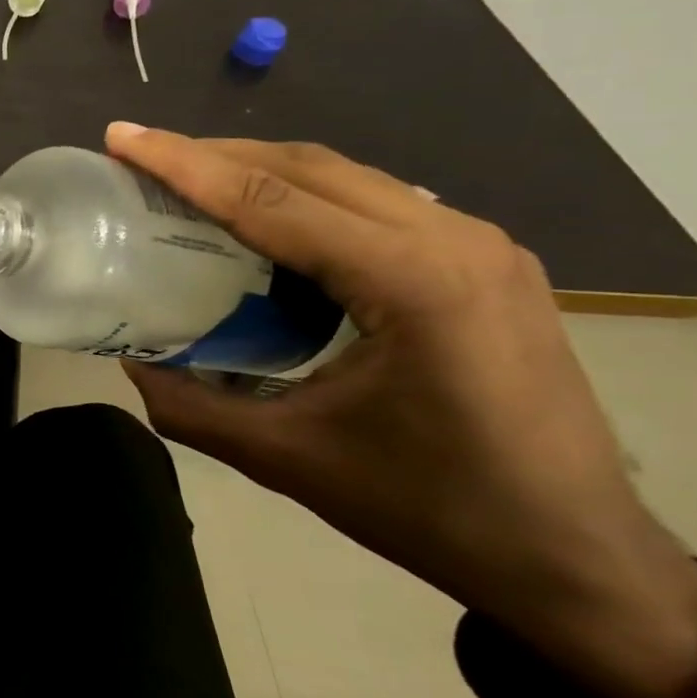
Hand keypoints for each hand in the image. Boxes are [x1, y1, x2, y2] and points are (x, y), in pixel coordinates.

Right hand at [104, 124, 696, 697]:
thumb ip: (188, 405)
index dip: (183, 165)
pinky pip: (373, 203)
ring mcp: (478, 245)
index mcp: (412, 282)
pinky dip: (302, 197)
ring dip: (256, 170)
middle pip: (307, 168)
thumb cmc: (430, 509)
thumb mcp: (285, 457)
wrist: (575, 559)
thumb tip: (130, 360)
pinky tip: (263, 222)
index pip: (270, 199)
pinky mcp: (483, 262)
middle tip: (139, 156)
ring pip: (343, 177)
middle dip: (212, 154)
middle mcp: (453, 240)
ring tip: (186, 180)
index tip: (120, 138)